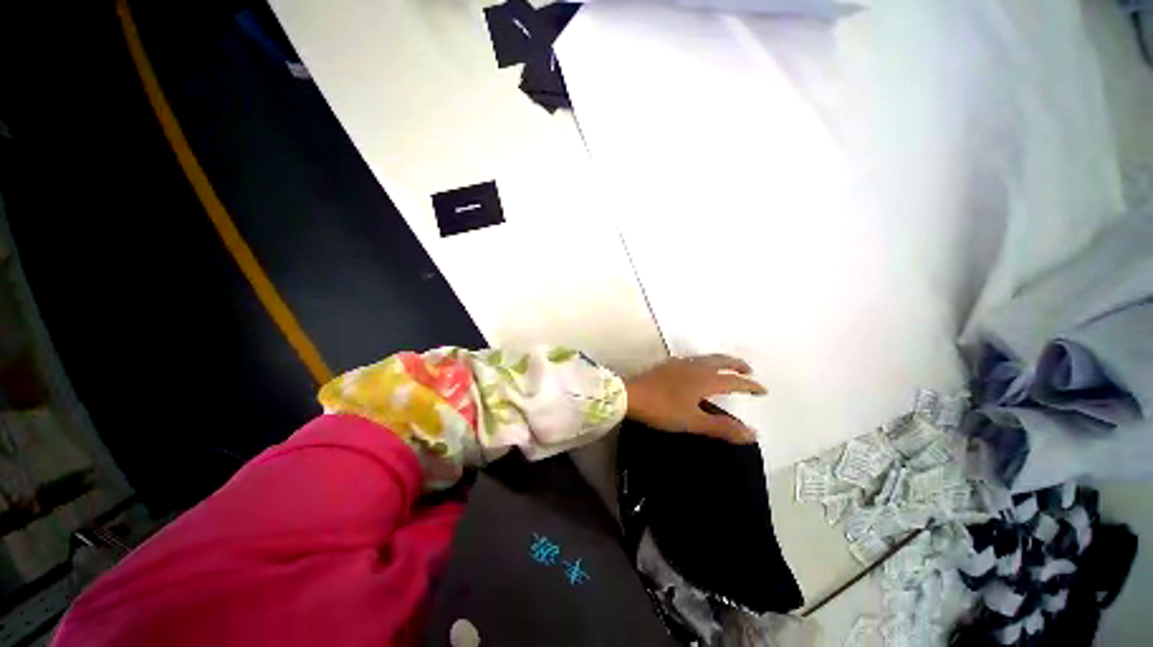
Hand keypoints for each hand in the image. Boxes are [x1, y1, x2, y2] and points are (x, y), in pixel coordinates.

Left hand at [624, 354, 765, 443]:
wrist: (629, 394)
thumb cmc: (662, 408)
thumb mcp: (693, 421)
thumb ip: (721, 427)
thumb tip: (752, 434)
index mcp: (704, 379)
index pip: (734, 381)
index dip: (750, 385)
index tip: (762, 389)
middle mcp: (695, 366)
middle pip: (721, 361)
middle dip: (736, 365)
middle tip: (747, 370)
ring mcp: (679, 363)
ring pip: (705, 358)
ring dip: (720, 362)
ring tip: (725, 369)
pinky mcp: (667, 365)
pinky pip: (692, 360)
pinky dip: (703, 363)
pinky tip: (696, 370)